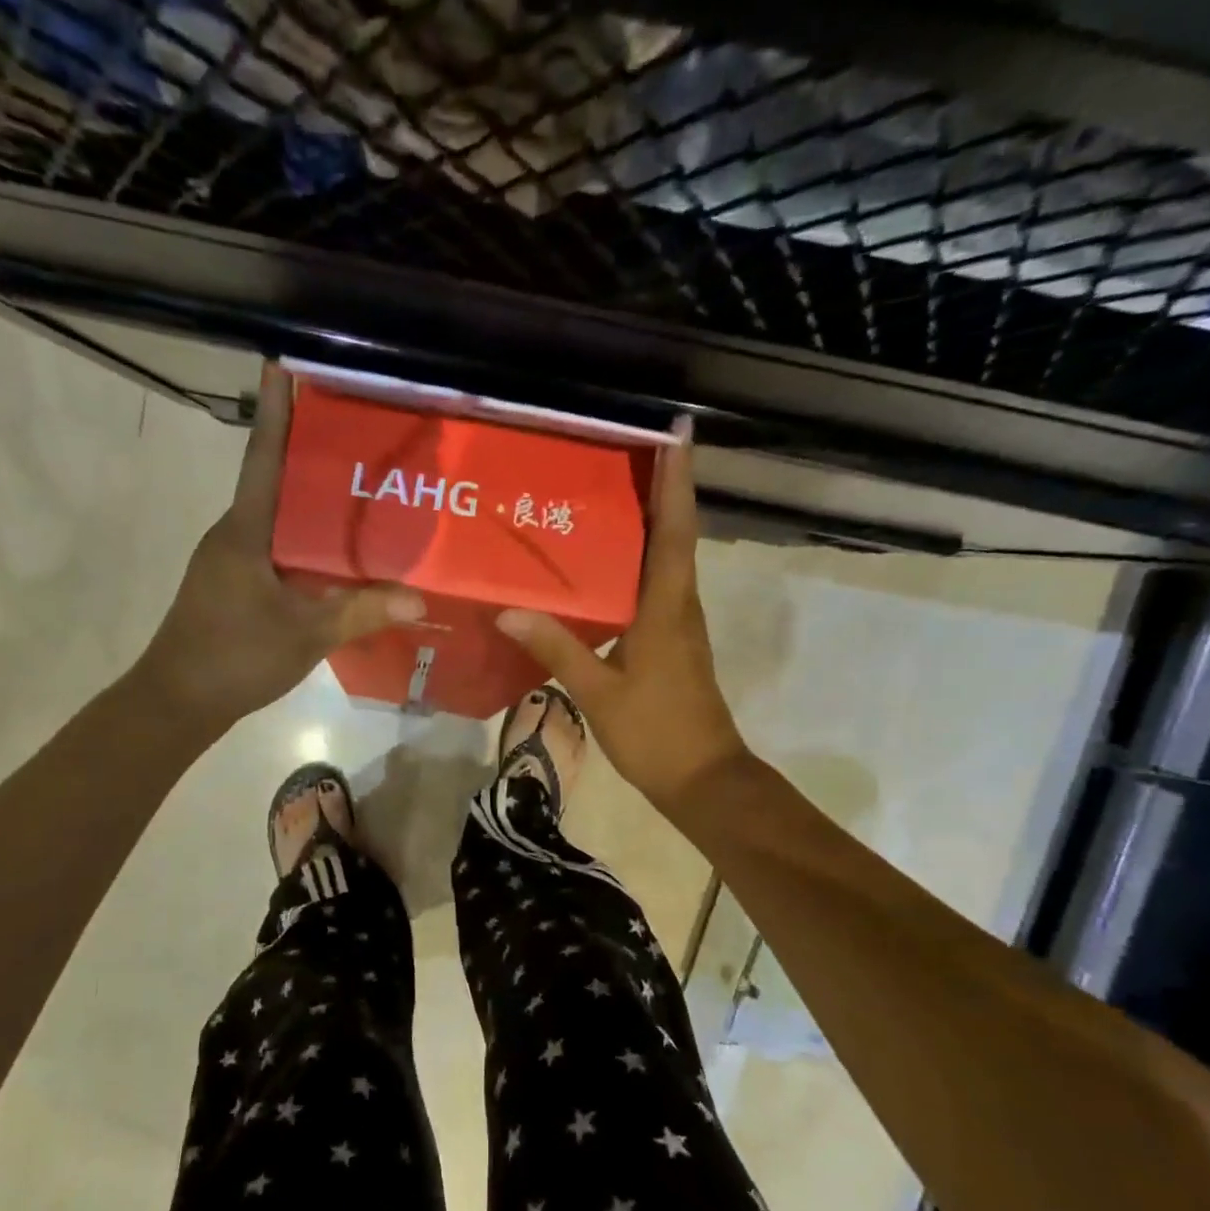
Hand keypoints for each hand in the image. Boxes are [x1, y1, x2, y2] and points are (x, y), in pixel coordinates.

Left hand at [139, 362, 424, 725]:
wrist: (178, 700)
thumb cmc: (234, 657)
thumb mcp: (305, 635)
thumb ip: (360, 612)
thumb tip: (419, 600)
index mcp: (245, 531)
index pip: (263, 458)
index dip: (276, 412)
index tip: (283, 363)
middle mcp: (234, 534)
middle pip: (274, 481)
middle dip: (309, 452)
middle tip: (357, 430)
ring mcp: (230, 560)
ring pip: (276, 517)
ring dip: (309, 499)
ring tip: (359, 486)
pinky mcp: (233, 583)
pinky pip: (275, 547)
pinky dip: (304, 539)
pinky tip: (336, 551)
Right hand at [495, 416, 747, 811]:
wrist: (702, 779)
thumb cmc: (656, 733)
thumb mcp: (598, 691)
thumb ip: (557, 648)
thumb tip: (507, 611)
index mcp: (666, 607)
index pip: (675, 529)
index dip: (677, 479)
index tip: (678, 431)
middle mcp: (679, 605)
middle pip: (675, 533)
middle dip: (661, 486)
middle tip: (627, 448)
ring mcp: (679, 624)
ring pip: (668, 559)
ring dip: (653, 520)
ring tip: (612, 492)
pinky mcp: (673, 642)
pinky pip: (657, 586)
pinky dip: (641, 561)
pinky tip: (608, 564)